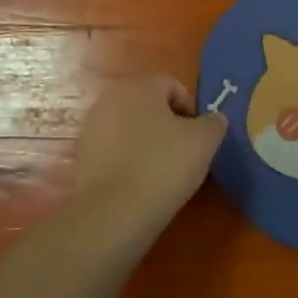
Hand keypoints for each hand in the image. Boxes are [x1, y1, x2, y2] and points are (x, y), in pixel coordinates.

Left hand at [74, 74, 226, 222]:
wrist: (114, 211)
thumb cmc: (164, 165)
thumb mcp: (204, 141)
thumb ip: (214, 123)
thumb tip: (213, 119)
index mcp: (140, 86)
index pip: (173, 85)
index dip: (191, 109)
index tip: (199, 136)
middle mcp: (111, 98)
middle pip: (149, 105)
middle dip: (168, 124)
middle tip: (184, 152)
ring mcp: (92, 127)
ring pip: (131, 127)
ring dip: (147, 141)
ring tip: (163, 170)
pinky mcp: (83, 155)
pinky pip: (115, 149)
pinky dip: (129, 159)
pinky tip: (140, 182)